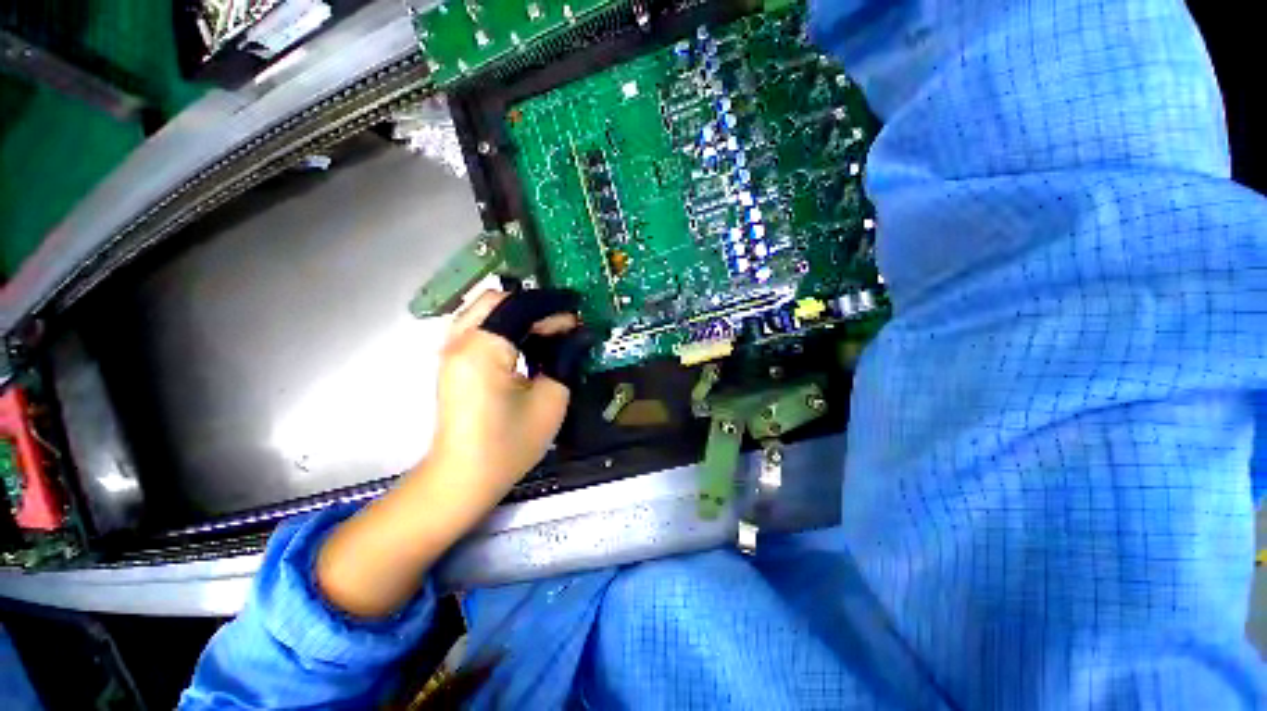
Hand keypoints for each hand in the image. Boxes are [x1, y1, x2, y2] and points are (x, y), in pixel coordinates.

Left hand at [316, 289, 587, 617]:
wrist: (463, 478)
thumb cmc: (509, 444)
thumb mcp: (551, 400)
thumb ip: (565, 358)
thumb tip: (577, 334)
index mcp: (484, 349)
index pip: (521, 309)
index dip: (553, 310)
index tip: (577, 320)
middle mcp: (459, 341)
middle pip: (497, 299)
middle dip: (534, 305)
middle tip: (561, 322)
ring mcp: (449, 350)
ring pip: (484, 309)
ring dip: (517, 312)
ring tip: (546, 328)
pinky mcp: (451, 361)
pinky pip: (477, 325)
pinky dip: (502, 323)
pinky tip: (523, 341)